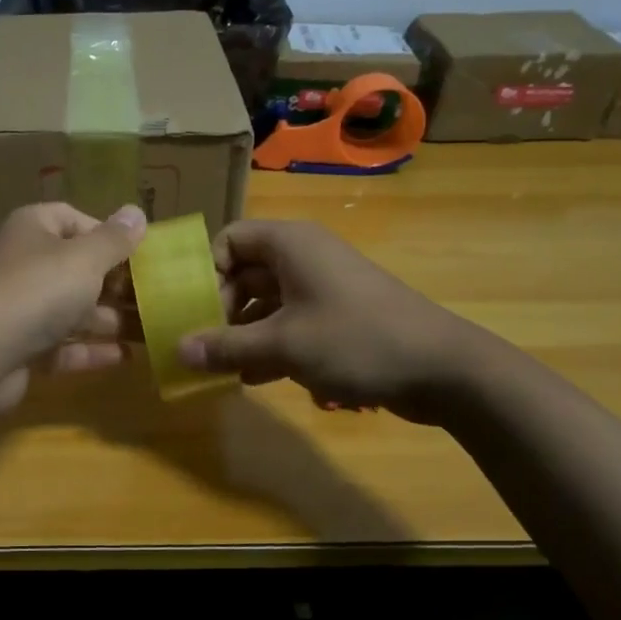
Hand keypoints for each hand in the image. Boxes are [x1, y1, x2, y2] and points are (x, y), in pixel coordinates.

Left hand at [0, 202, 146, 416]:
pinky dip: (91, 351)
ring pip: (72, 310)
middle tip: (158, 298)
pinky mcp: (21, 349)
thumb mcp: (84, 259)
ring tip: (153, 330)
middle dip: (116, 284)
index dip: (108, 235)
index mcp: (34, 229)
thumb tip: (136, 212)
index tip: (141, 255)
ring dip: (110, 320)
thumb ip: (114, 239)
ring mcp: (21, 309)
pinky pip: (63, 346)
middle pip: (77, 268)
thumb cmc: (36, 291)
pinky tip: (126, 358)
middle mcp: (25, 264)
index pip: (74, 219)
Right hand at [175, 220, 500, 423]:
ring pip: (264, 303)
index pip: (229, 240)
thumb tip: (178, 351)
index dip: (205, 271)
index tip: (191, 310)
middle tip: (200, 345)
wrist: (442, 369)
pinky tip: (252, 379)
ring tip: (218, 369)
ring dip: (241, 334)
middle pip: (243, 273)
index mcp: (289, 244)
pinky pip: (288, 324)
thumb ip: (226, 346)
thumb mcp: (283, 344)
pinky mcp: (336, 319)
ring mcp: (321, 289)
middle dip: (219, 310)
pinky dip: (269, 347)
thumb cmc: (356, 340)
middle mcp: (303, 258)